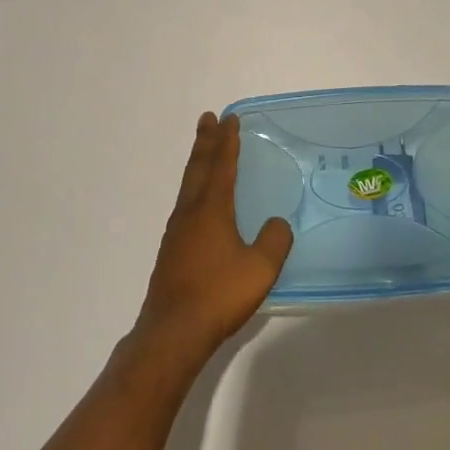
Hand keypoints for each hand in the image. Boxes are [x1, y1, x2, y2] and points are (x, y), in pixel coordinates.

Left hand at [134, 112, 292, 368]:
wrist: (173, 331)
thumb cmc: (219, 294)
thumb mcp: (260, 268)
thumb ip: (274, 241)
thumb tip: (278, 223)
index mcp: (211, 209)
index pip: (222, 165)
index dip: (227, 141)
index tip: (229, 119)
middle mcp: (190, 212)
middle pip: (198, 167)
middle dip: (206, 142)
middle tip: (208, 118)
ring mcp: (177, 231)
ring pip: (188, 185)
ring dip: (198, 162)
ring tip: (204, 150)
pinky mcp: (172, 250)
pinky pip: (185, 203)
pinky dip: (194, 187)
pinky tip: (198, 201)